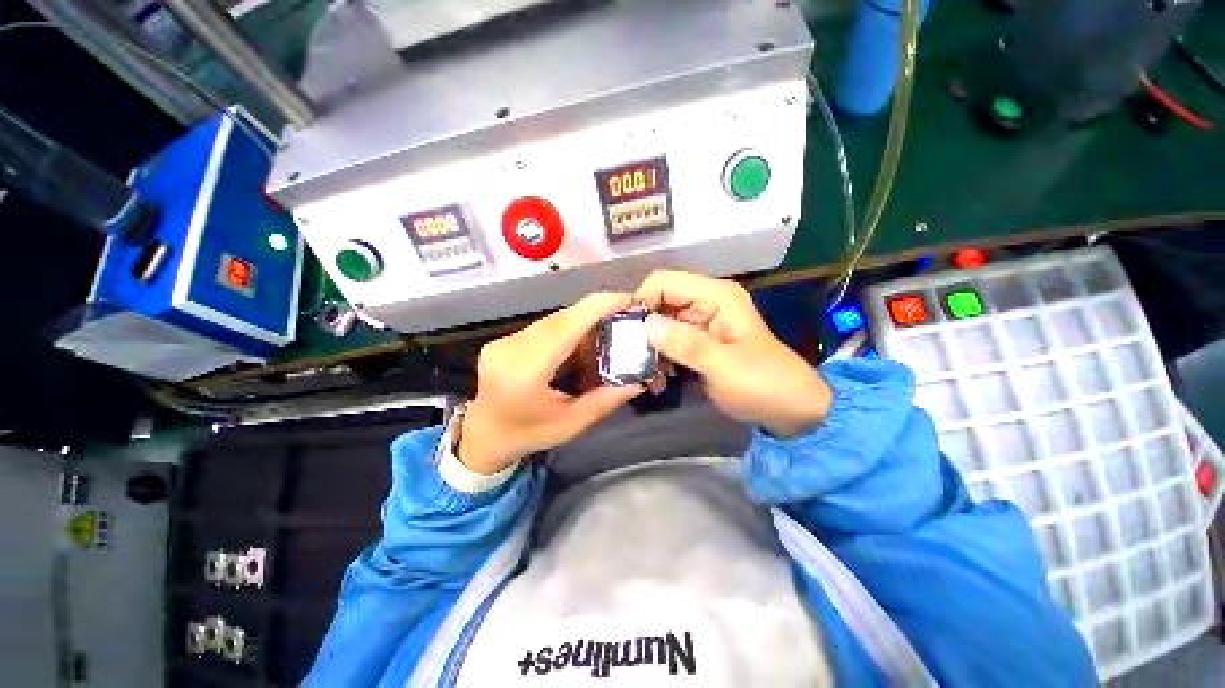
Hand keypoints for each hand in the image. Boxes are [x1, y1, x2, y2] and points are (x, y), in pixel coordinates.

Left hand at [458, 293, 645, 473]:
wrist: (484, 437)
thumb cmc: (528, 435)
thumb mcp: (572, 424)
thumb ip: (606, 400)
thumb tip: (639, 381)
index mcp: (526, 370)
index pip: (566, 326)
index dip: (599, 307)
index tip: (629, 299)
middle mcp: (512, 347)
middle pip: (562, 319)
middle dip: (597, 315)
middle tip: (626, 320)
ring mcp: (505, 341)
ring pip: (555, 321)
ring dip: (583, 324)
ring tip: (607, 336)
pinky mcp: (506, 340)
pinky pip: (545, 328)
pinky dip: (569, 332)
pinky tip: (581, 346)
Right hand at [635, 270, 832, 436]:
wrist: (791, 410)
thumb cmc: (763, 384)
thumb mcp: (724, 366)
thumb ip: (685, 344)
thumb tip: (645, 324)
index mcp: (715, 296)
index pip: (664, 282)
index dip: (641, 301)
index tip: (626, 333)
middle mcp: (706, 303)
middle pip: (659, 302)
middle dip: (643, 330)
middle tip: (634, 360)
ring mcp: (702, 324)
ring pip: (661, 325)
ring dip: (650, 348)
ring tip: (649, 376)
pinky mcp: (700, 343)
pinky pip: (669, 342)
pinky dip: (661, 358)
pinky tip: (660, 380)